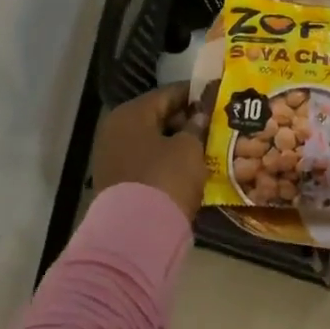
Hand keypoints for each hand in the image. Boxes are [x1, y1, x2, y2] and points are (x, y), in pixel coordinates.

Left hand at [93, 83, 208, 221]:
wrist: (135, 234)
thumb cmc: (165, 179)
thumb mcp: (189, 148)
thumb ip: (196, 126)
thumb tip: (199, 115)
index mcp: (131, 114)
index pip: (168, 93)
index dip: (195, 94)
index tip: (217, 95)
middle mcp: (115, 130)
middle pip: (157, 117)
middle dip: (186, 119)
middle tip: (215, 124)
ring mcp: (112, 158)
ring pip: (152, 141)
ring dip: (176, 142)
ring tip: (206, 146)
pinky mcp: (116, 182)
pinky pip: (146, 161)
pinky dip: (166, 161)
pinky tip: (188, 167)